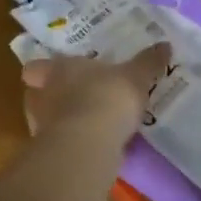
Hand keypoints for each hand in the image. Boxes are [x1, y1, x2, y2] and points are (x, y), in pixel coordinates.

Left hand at [20, 42, 169, 142]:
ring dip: (62, 122)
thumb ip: (148, 62)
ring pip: (46, 121)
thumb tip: (165, 45)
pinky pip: (60, 145)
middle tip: (75, 97)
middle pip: (36, 94)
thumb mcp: (135, 76)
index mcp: (57, 69)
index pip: (35, 67)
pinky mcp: (51, 155)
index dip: (42, 70)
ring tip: (87, 125)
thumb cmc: (107, 97)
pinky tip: (92, 147)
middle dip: (52, 97)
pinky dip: (72, 145)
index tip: (55, 72)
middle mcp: (42, 95)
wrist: (89, 145)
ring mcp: (42, 127)